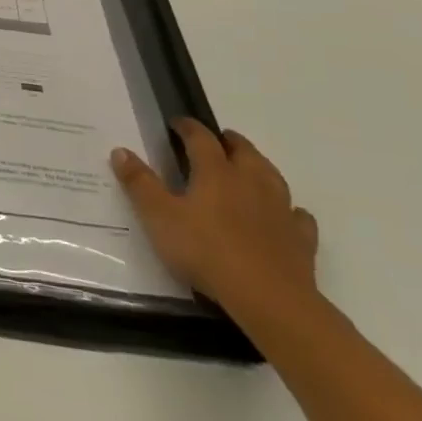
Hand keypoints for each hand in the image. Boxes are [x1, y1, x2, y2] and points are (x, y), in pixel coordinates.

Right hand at [112, 119, 318, 320]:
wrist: (268, 298)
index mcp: (216, 172)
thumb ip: (140, 183)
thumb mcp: (159, 217)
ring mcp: (280, 209)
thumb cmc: (206, 251)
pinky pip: (297, 215)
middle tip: (217, 140)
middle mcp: (251, 182)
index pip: (201, 138)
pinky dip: (289, 210)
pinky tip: (285, 215)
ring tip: (248, 168)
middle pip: (243, 150)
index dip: (188, 127)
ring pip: (272, 176)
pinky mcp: (300, 238)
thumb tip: (120, 150)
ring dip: (259, 167)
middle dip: (229, 141)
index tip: (177, 123)